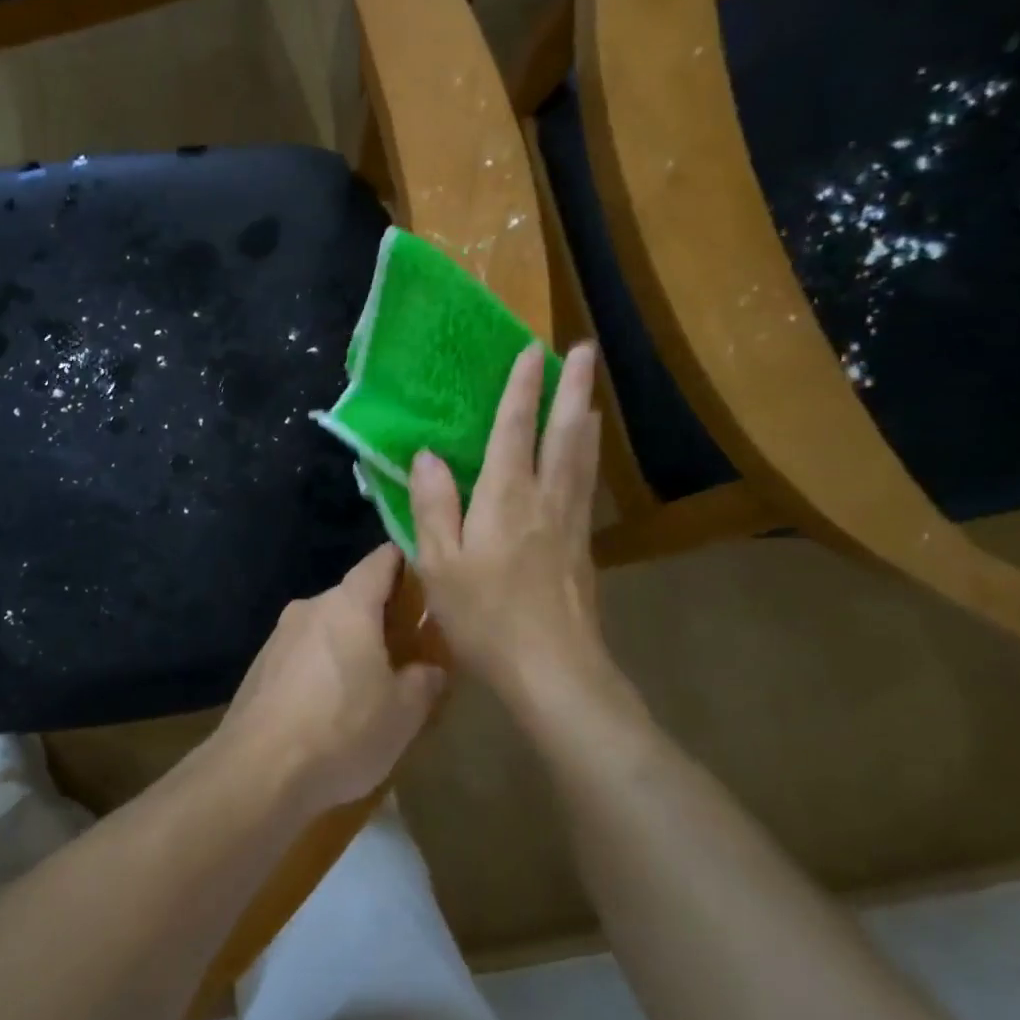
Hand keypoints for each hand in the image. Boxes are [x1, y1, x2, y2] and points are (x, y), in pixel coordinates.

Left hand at [213, 545, 443, 814]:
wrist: (256, 771)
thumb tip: (430, 669)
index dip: (405, 562)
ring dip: (349, 644)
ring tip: (370, 682)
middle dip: (380, 616)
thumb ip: (425, 681)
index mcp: (349, 604)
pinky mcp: (260, 666)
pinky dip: (322, 668)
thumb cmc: (341, 729)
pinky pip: (303, 654)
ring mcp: (279, 636)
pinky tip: (330, 707)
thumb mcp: (403, 713)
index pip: (381, 561)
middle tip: (407, 645)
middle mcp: (311, 607)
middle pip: (353, 597)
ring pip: (326, 628)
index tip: (426, 576)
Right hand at [410, 343, 638, 721]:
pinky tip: (588, 454)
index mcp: (505, 497)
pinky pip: (587, 482)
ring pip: (582, 455)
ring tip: (591, 390)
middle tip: (585, 349)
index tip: (531, 349)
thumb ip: (433, 505)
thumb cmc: (485, 617)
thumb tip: (427, 455)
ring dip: (585, 415)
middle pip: (564, 431)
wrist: (553, 670)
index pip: (514, 428)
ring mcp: (571, 521)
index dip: (521, 387)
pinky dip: (589, 454)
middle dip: (572, 387)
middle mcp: (545, 497)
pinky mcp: (583, 545)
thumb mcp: (439, 563)